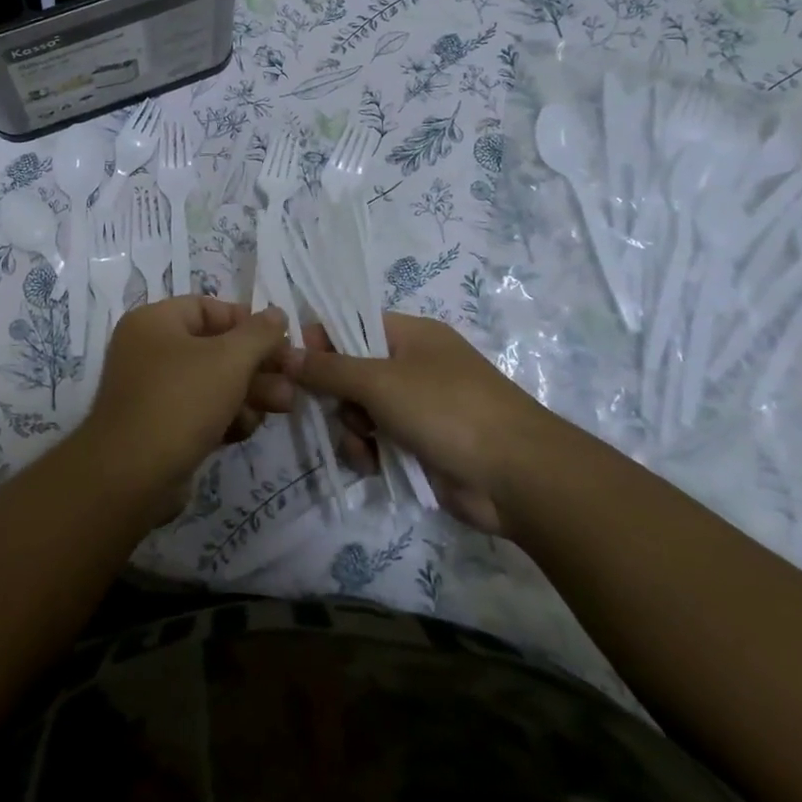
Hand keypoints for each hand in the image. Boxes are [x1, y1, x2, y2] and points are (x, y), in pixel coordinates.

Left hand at [79, 297, 288, 519]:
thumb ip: (259, 334)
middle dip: (256, 365)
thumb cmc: (180, 400)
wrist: (132, 476)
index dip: (246, 321)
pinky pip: (200, 411)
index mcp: (154, 322)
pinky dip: (225, 417)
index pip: (207, 308)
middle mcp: (148, 350)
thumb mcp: (229, 359)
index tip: (280, 341)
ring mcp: (152, 391)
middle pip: (214, 347)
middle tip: (292, 380)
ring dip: (249, 392)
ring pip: (212, 382)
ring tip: (283, 406)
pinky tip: (246, 430)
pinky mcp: (160, 427)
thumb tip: (277, 313)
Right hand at [262, 312, 569, 534]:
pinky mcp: (421, 445)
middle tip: (335, 410)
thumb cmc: (447, 410)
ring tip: (364, 445)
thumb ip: (327, 368)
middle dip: (337, 395)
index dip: (320, 341)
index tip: (293, 363)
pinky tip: (374, 465)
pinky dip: (370, 452)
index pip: (351, 324)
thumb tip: (283, 352)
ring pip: (359, 410)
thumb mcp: (379, 382)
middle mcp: (413, 365)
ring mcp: (418, 407)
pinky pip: (377, 440)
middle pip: (350, 370)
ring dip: (352, 429)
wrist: (517, 477)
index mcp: (410, 335)